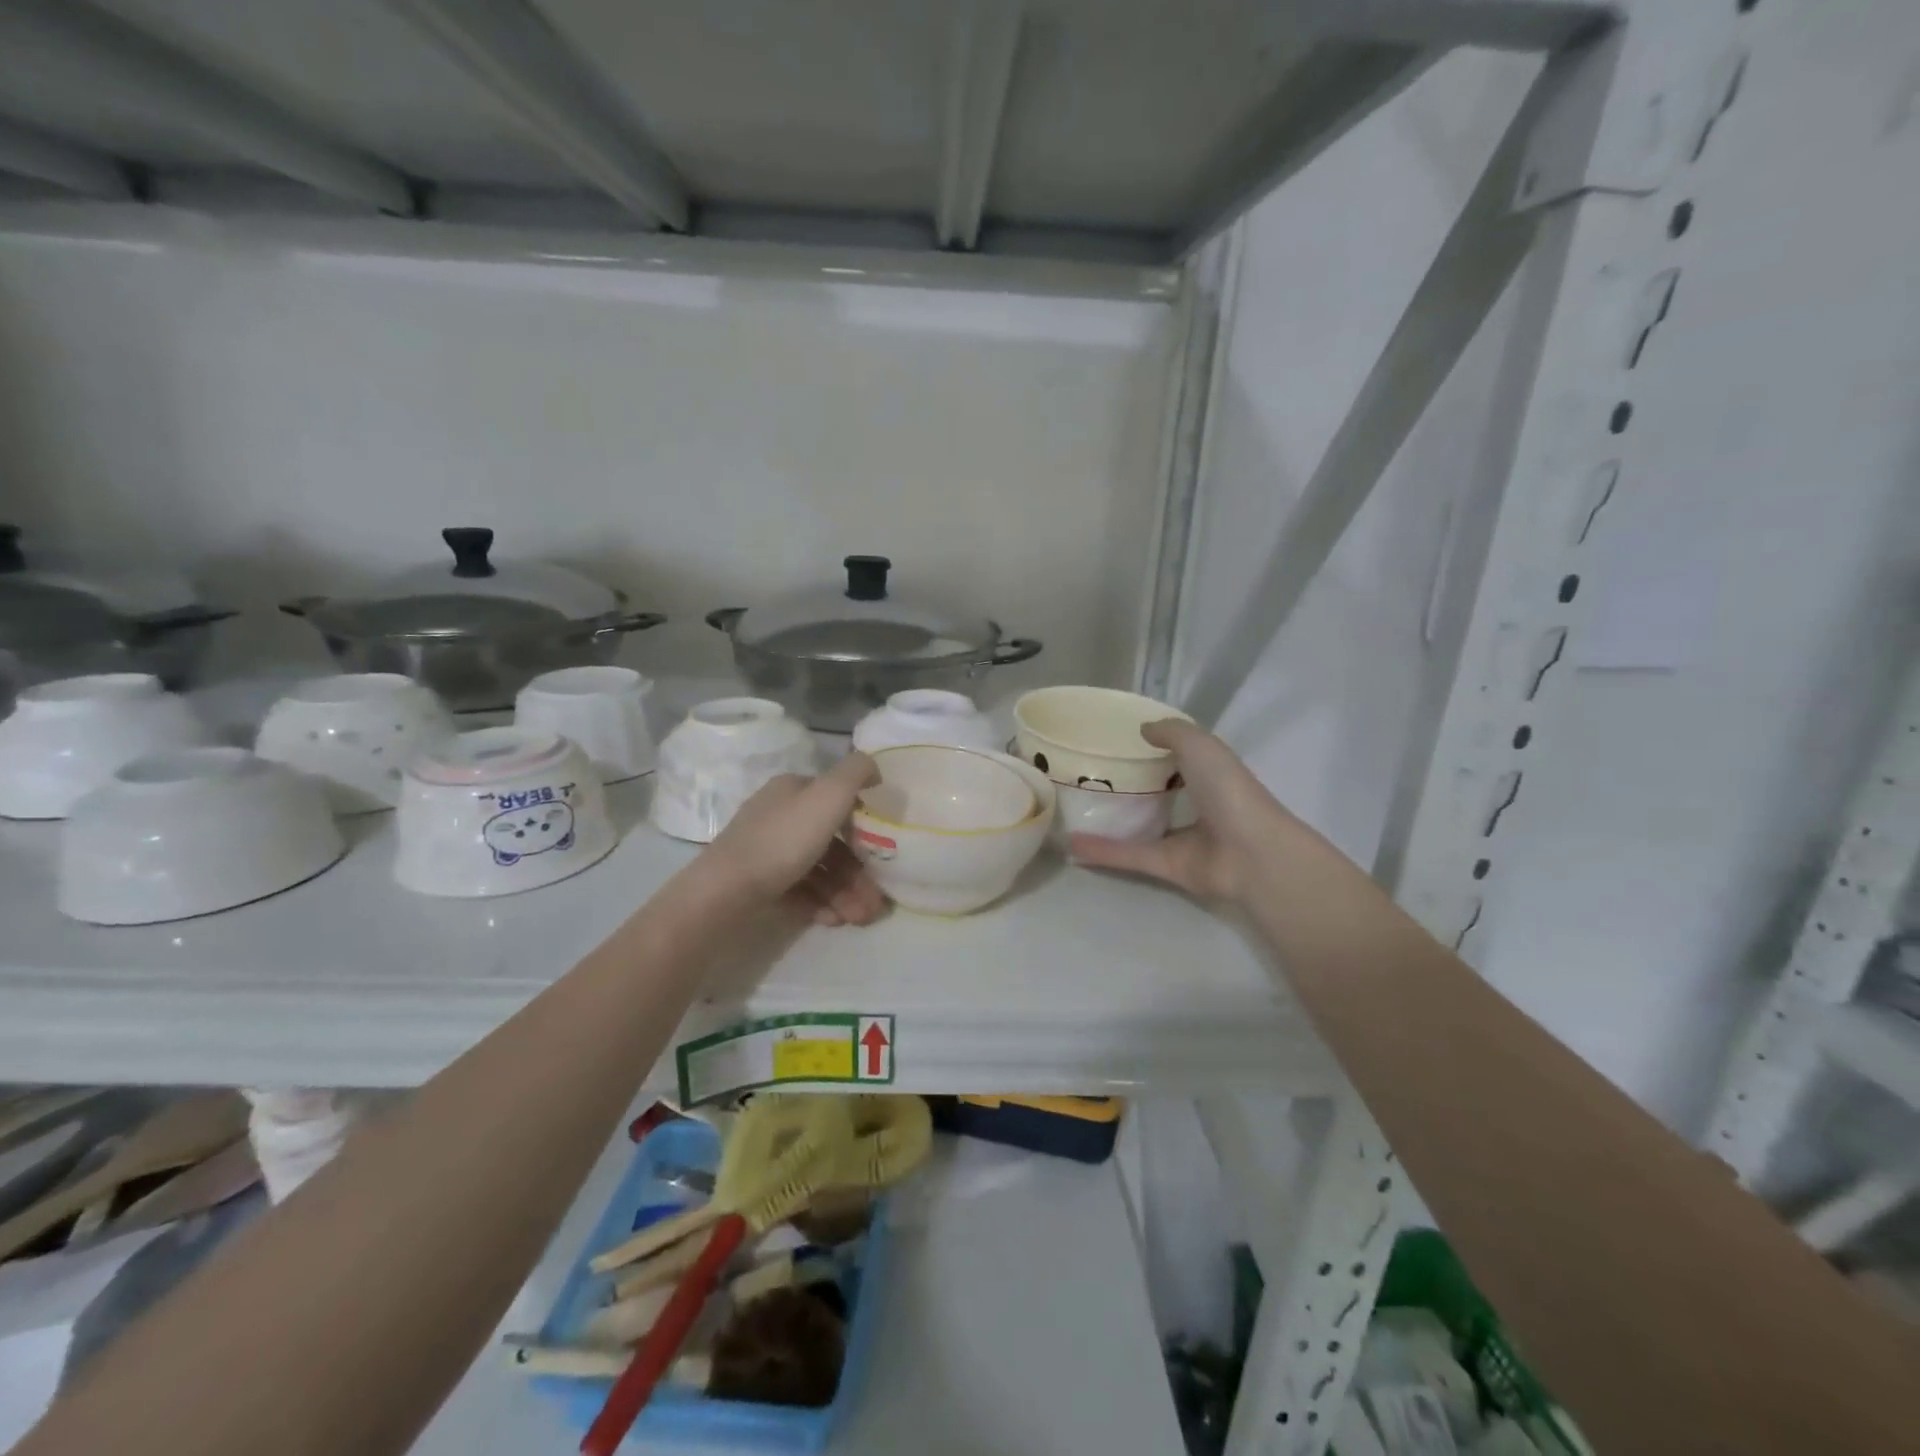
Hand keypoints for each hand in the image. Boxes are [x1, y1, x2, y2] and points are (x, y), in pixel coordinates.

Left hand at [704, 752, 886, 925]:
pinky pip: (798, 890)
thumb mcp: (828, 796)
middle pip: (830, 843)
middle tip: (875, 903)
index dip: (864, 827)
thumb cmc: (783, 840)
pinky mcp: (757, 883)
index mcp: (793, 790)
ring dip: (844, 893)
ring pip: (817, 870)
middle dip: (858, 873)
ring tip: (859, 919)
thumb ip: (856, 773)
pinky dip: (820, 903)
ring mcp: (765, 851)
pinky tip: (833, 920)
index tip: (885, 854)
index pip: (837, 802)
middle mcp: (778, 815)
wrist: (725, 892)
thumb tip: (873, 768)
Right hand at [1068, 720, 1292, 902]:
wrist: (1251, 852)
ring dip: (1110, 822)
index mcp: (1209, 774)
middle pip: (1157, 794)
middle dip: (1128, 786)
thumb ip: (1171, 732)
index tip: (1118, 742)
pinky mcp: (1167, 867)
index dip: (1153, 750)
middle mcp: (1196, 805)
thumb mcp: (1200, 745)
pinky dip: (1103, 852)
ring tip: (1074, 811)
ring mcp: (1182, 839)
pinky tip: (1072, 846)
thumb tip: (1143, 729)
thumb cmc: (1228, 790)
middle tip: (1087, 775)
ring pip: (1140, 827)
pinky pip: (1130, 855)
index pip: (1179, 759)